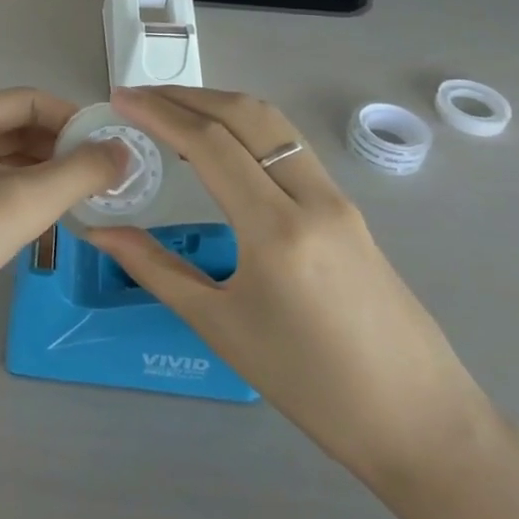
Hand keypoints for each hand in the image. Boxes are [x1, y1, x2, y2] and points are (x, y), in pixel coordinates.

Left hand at [0, 89, 126, 352]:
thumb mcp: (26, 201)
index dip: (74, 119)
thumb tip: (123, 149)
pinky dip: (16, 193)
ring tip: (77, 201)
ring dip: (41, 172)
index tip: (110, 150)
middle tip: (100, 180)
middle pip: (16, 125)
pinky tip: (36, 220)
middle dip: (61, 148)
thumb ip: (81, 171)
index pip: (32, 99)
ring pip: (1, 158)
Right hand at [85, 86, 490, 487]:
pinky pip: (289, 147)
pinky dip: (246, 128)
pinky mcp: (348, 208)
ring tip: (171, 110)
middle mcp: (312, 197)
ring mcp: (337, 198)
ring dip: (218, 104)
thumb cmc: (310, 385)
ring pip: (273, 124)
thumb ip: (155, 268)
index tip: (119, 98)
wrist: (419, 423)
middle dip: (186, 96)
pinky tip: (219, 146)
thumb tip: (98, 232)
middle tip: (139, 97)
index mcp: (276, 230)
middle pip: (244, 115)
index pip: (209, 143)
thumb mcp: (220, 327)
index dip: (159, 112)